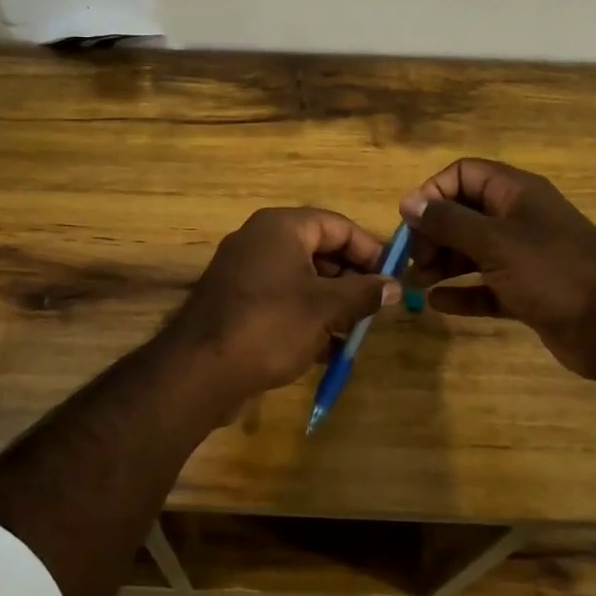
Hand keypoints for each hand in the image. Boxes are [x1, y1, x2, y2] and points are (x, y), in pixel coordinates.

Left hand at [163, 207, 401, 415]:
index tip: (392, 279)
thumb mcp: (326, 308)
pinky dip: (304, 317)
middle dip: (350, 281)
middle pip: (319, 250)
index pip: (338, 225)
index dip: (369, 250)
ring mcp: (243, 271)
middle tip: (374, 310)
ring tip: (352, 334)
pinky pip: (280, 300)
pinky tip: (323, 350)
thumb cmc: (270, 326)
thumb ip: (364, 293)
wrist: (200, 370)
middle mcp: (259, 240)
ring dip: (330, 304)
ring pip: (300, 279)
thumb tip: (395, 286)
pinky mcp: (235, 302)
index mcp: (281, 227)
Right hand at [401, 159, 595, 382]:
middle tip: (413, 261)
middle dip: (433, 234)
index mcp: (516, 194)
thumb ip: (449, 222)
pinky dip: (462, 292)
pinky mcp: (527, 292)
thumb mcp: (495, 242)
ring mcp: (524, 257)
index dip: (434, 193)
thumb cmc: (553, 273)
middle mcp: (518, 219)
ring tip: (416, 283)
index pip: (464, 174)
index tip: (412, 222)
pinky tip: (437, 304)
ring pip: (472, 252)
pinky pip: (485, 287)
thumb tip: (409, 202)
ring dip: (442, 264)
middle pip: (463, 214)